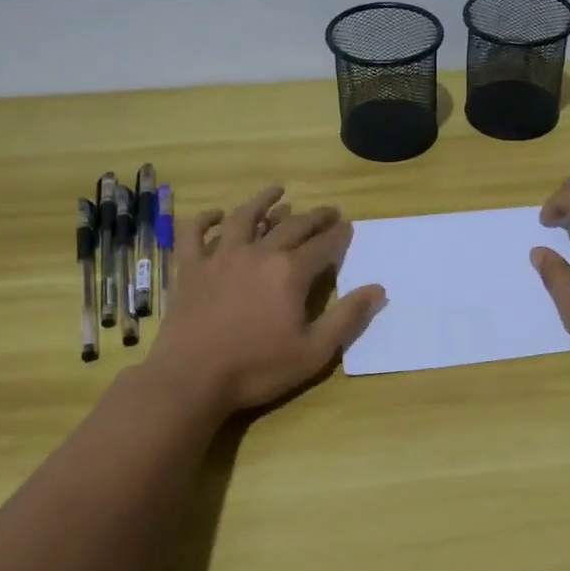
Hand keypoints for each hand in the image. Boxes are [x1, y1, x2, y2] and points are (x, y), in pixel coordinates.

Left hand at [146, 184, 385, 415]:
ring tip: (277, 191)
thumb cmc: (257, 368)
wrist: (191, 379)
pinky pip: (194, 233)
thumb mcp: (314, 352)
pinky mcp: (191, 268)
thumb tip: (378, 289)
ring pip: (245, 217)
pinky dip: (205, 219)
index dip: (338, 234)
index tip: (348, 225)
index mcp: (291, 272)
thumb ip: (347, 317)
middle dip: (314, 216)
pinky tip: (216, 214)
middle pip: (292, 225)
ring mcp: (221, 256)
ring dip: (263, 201)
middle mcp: (259, 253)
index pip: (323, 245)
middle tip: (328, 210)